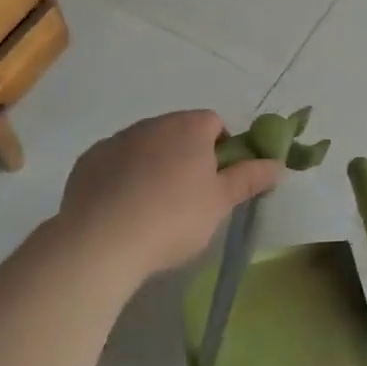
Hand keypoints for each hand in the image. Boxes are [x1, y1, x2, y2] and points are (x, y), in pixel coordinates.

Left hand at [61, 111, 281, 280]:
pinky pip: (115, 163)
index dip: (222, 149)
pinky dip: (123, 178)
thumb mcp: (221, 202)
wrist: (101, 242)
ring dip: (154, 166)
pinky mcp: (88, 161)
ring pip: (146, 147)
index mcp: (188, 127)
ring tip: (154, 209)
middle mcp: (152, 124)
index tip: (218, 181)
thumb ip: (250, 178)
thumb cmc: (174, 218)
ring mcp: (116, 140)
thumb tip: (278, 163)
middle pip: (179, 133)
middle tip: (190, 199)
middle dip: (188, 157)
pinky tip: (122, 210)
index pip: (214, 123)